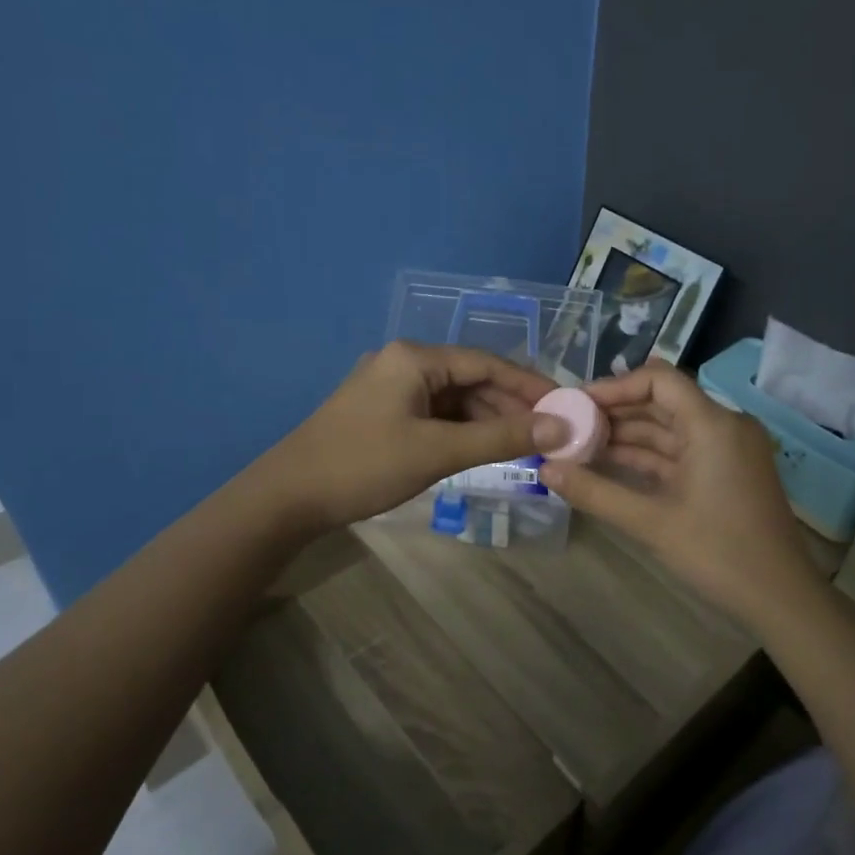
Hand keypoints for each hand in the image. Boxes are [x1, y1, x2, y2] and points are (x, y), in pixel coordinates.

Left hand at [255, 342, 564, 532]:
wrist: (288, 497)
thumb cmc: (364, 465)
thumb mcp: (438, 451)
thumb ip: (502, 438)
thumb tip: (561, 427)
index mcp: (415, 357)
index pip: (487, 363)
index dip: (529, 385)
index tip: (565, 406)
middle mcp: (404, 363)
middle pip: (471, 379)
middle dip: (510, 406)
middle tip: (550, 434)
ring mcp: (392, 388)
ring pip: (454, 399)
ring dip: (488, 421)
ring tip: (526, 447)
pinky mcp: (384, 412)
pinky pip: (435, 414)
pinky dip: (462, 431)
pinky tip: (485, 450)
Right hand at [538, 362, 816, 624]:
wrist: (781, 598)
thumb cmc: (719, 554)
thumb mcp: (651, 522)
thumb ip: (595, 492)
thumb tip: (545, 470)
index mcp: (713, 424)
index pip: (659, 380)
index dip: (615, 386)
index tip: (577, 403)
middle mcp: (724, 425)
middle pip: (662, 401)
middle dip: (615, 412)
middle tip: (570, 425)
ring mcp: (727, 449)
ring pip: (669, 428)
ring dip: (628, 436)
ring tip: (580, 445)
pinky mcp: (726, 471)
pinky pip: (680, 451)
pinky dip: (648, 457)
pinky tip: (609, 464)